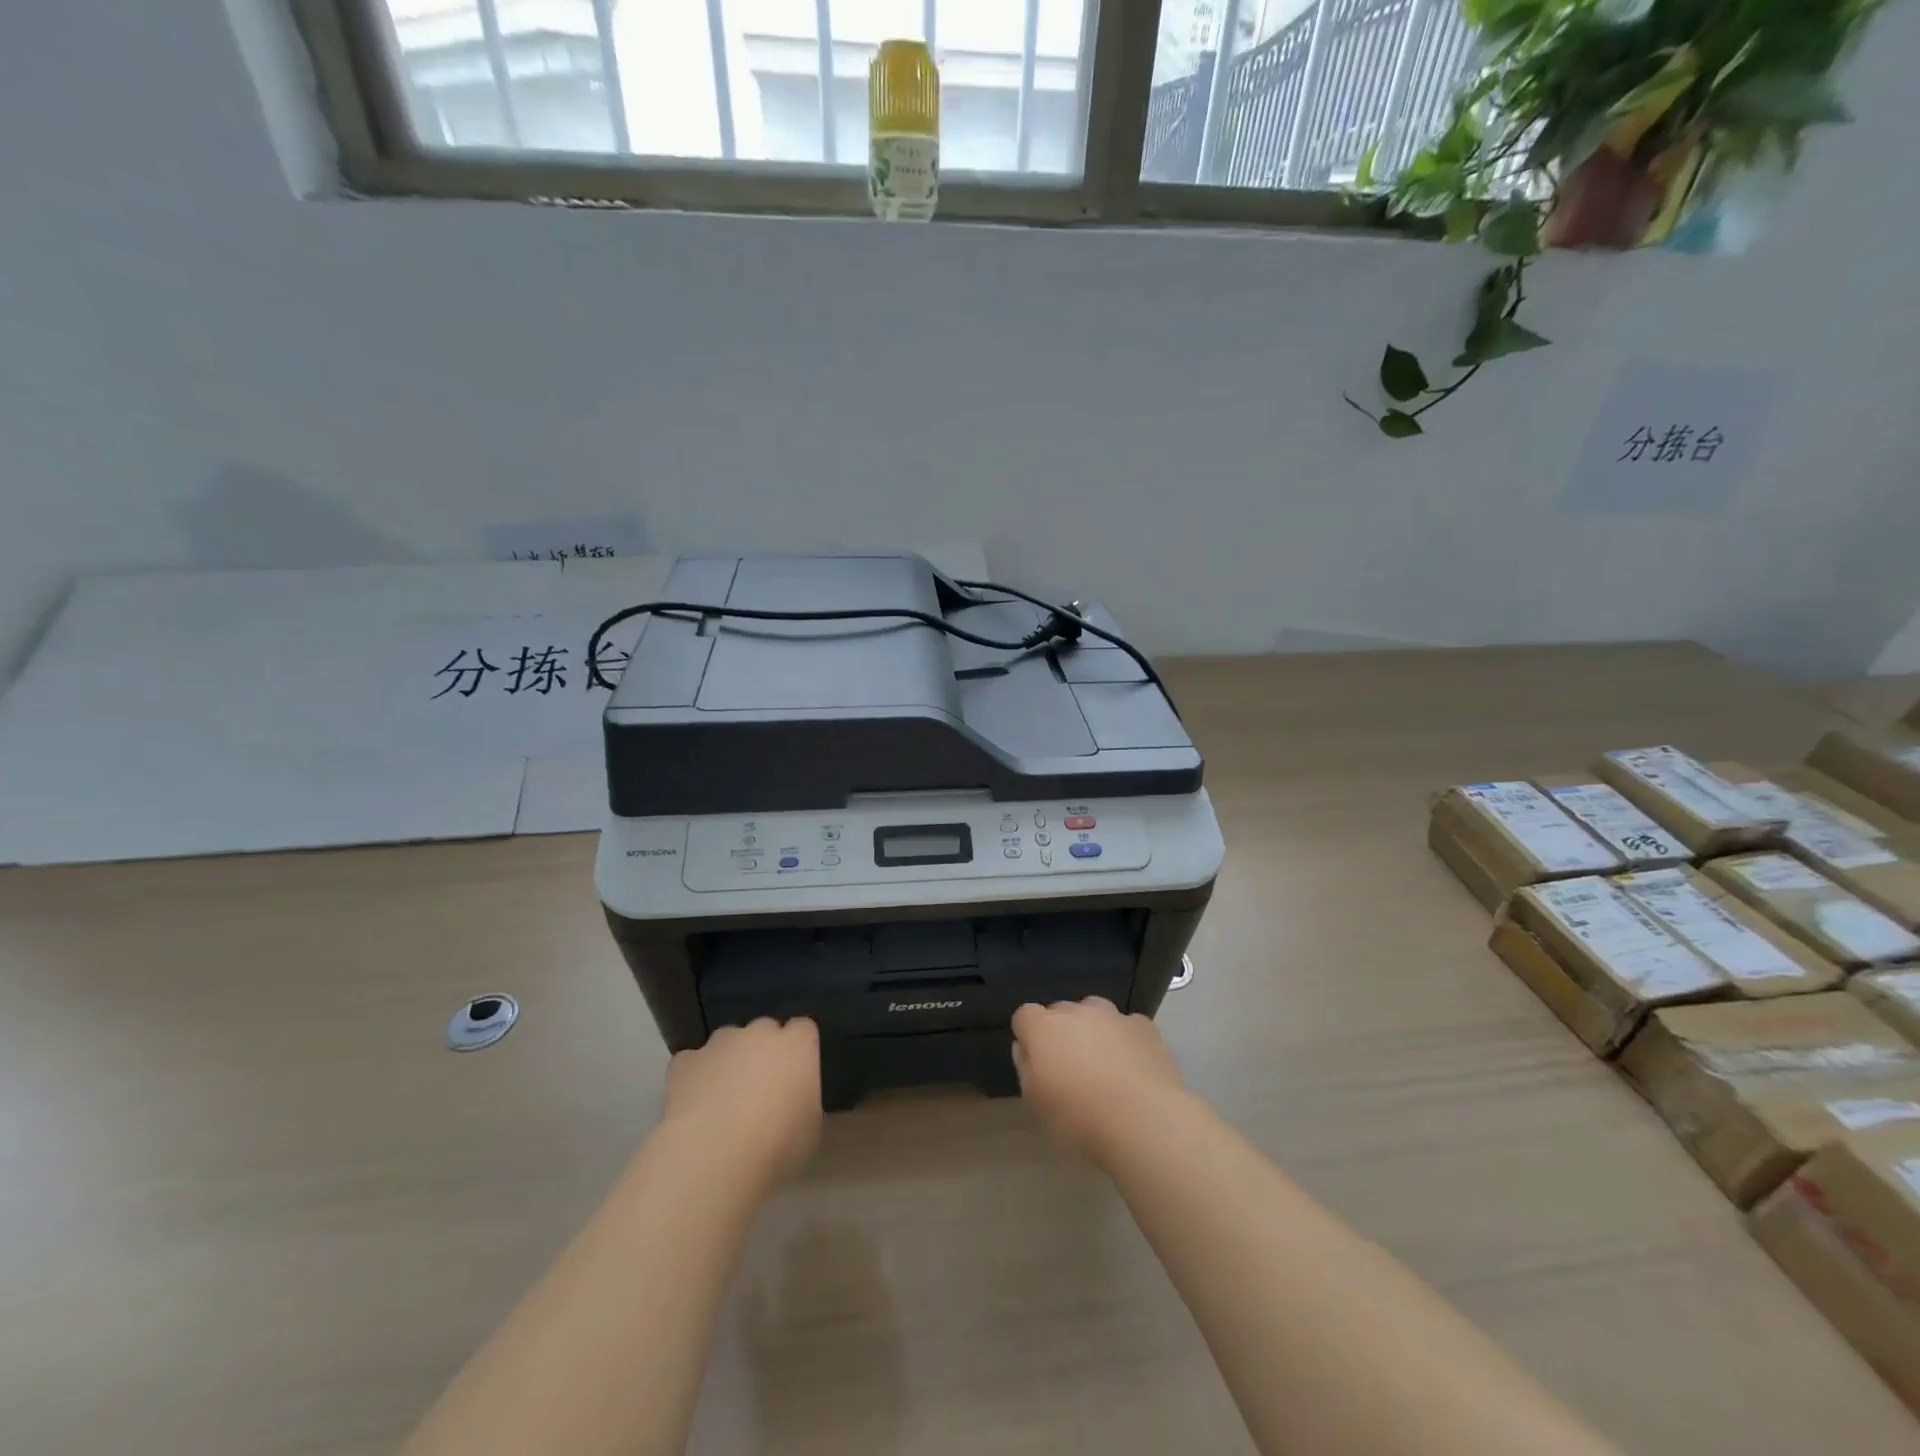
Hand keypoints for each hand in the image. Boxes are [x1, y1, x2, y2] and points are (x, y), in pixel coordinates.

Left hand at [662, 1018, 822, 1183]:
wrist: (713, 1157)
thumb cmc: (776, 1144)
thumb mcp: (812, 1130)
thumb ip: (807, 1103)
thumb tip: (800, 1104)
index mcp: (797, 1044)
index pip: (803, 1029)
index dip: (799, 1050)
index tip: (796, 1075)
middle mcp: (760, 1032)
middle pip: (765, 1030)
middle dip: (763, 1052)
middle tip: (761, 1091)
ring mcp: (719, 1043)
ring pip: (728, 1042)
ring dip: (729, 1061)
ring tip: (724, 1100)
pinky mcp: (685, 1061)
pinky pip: (692, 1062)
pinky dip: (694, 1077)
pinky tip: (693, 1106)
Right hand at [1011, 997, 1188, 1163]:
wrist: (1144, 1121)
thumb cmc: (1080, 1118)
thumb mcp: (1036, 1104)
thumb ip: (1026, 1068)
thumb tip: (1026, 1048)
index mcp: (1044, 1028)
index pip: (1024, 1015)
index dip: (1027, 1035)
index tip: (1036, 1061)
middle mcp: (1076, 1011)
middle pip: (1060, 1012)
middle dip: (1061, 1032)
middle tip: (1070, 1068)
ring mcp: (1113, 1015)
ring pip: (1095, 1013)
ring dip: (1093, 1030)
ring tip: (1104, 1066)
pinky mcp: (1143, 1026)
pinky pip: (1127, 1026)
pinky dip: (1125, 1040)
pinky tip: (1133, 1068)